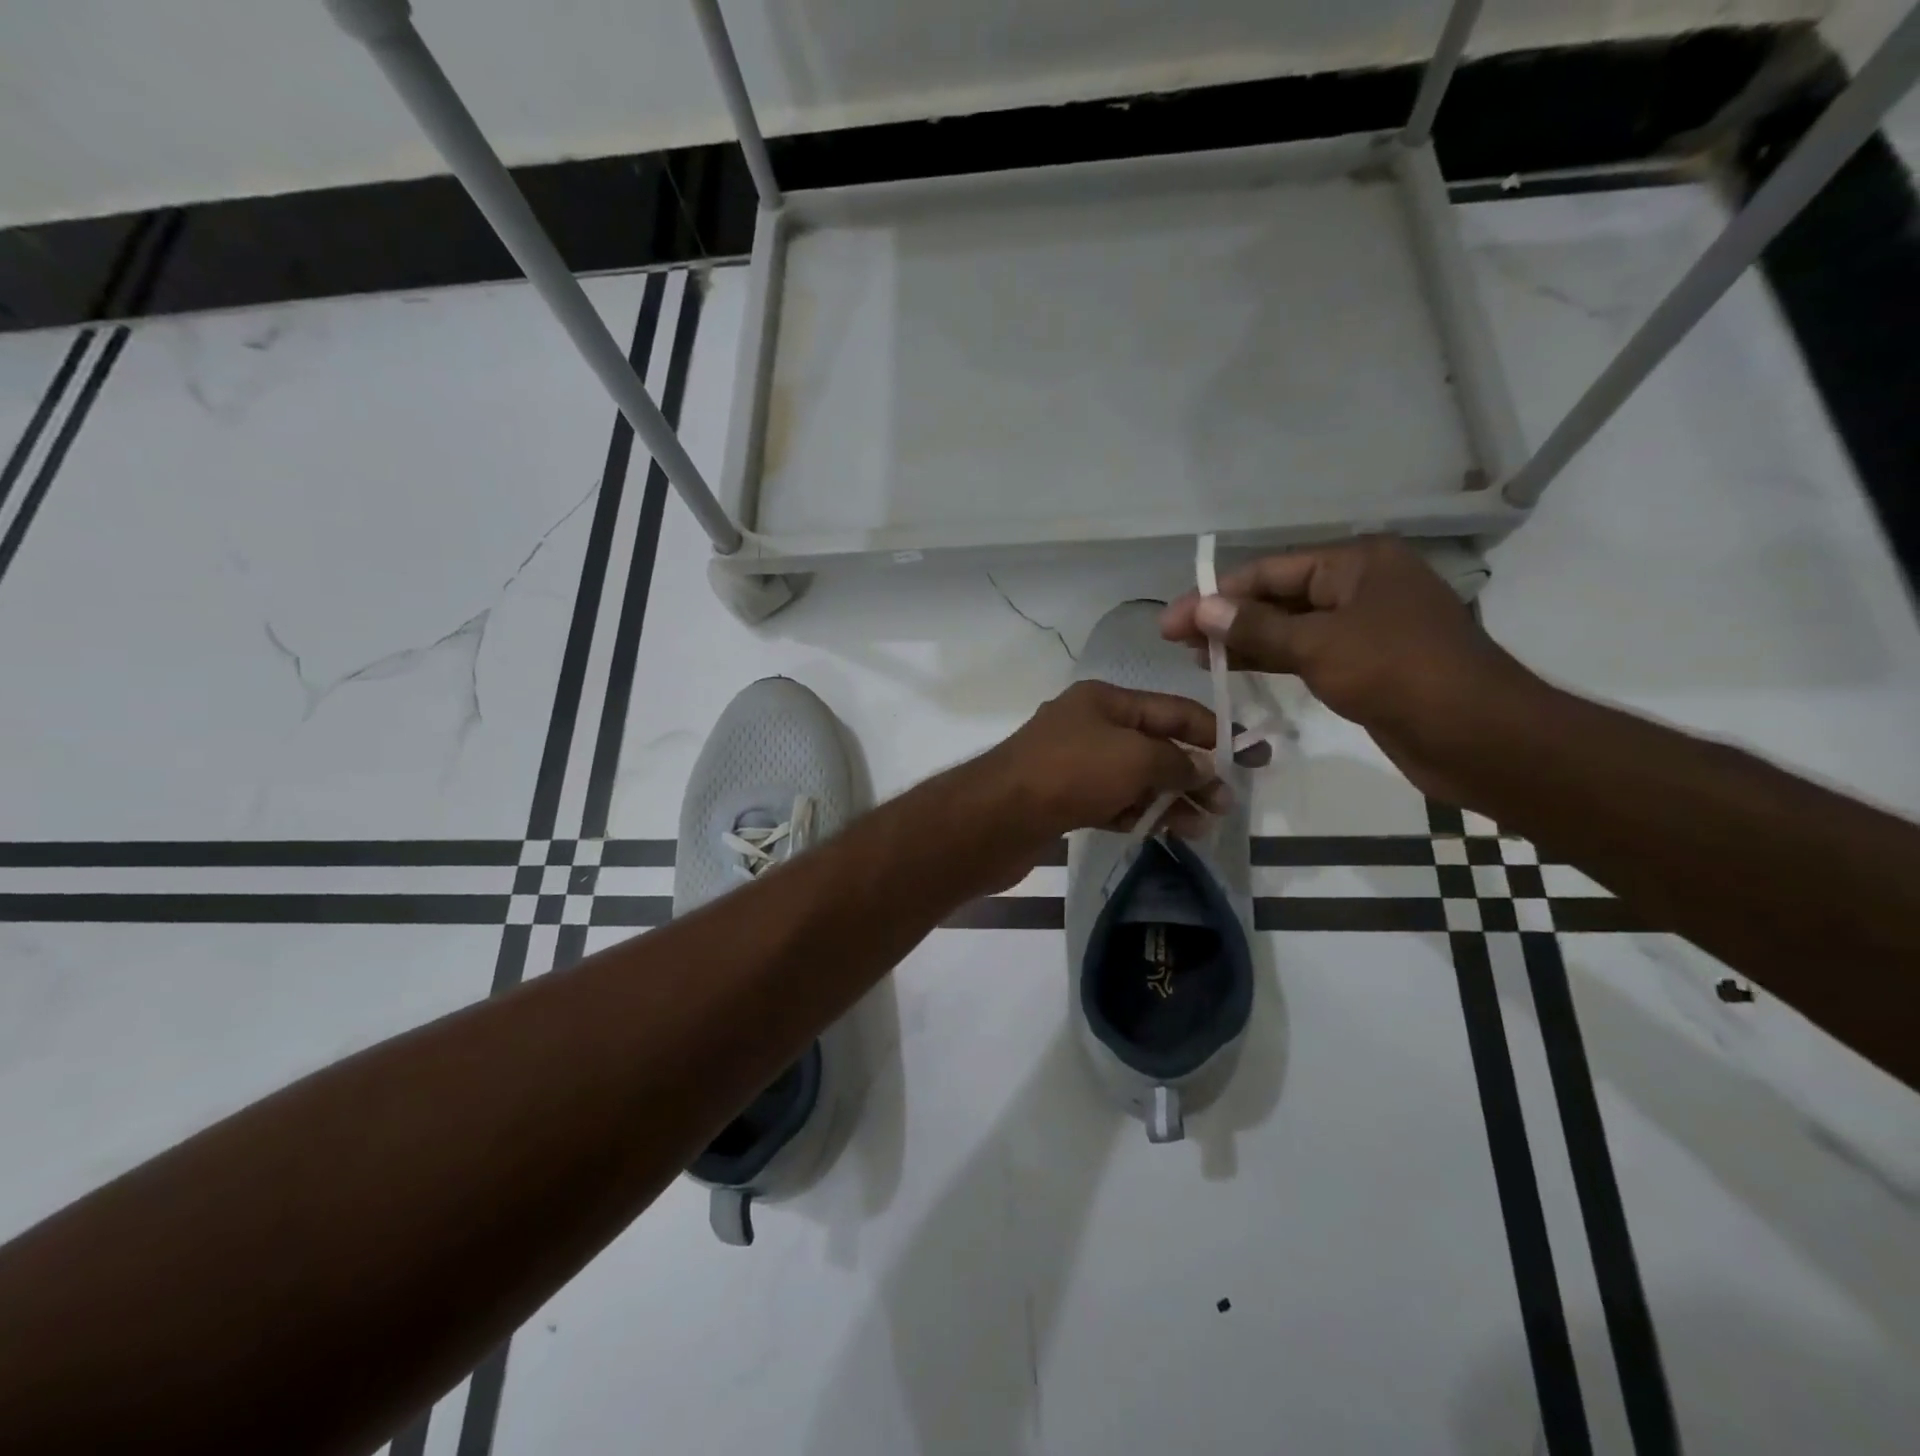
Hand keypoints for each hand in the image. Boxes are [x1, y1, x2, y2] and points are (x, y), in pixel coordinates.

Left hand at [980, 680, 1228, 844]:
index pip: (1172, 710)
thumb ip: (1177, 764)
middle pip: (1153, 745)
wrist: (996, 817)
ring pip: (1134, 778)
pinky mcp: (1062, 799)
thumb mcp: (1135, 758)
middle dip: (1192, 772)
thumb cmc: (1071, 772)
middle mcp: (1088, 726)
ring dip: (1169, 798)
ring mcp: (1073, 764)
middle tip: (1226, 803)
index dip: (1213, 731)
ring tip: (1203, 825)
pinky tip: (1165, 831)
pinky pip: (1113, 802)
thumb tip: (1206, 772)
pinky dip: (1139, 813)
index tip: (1250, 756)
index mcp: (1104, 700)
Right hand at [1159, 536, 1538, 798]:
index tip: (1171, 622)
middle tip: (1175, 640)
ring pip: (1290, 628)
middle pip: (1278, 597)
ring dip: (1244, 640)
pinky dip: (1271, 659)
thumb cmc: (1398, 674)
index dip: (1216, 596)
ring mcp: (1365, 626)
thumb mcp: (1319, 645)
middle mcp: (1361, 586)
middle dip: (1227, 617)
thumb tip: (1199, 608)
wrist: (1477, 736)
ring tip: (1197, 656)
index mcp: (1357, 563)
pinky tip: (1236, 668)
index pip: (1270, 572)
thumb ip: (1256, 627)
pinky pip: (1307, 653)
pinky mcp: (1366, 663)